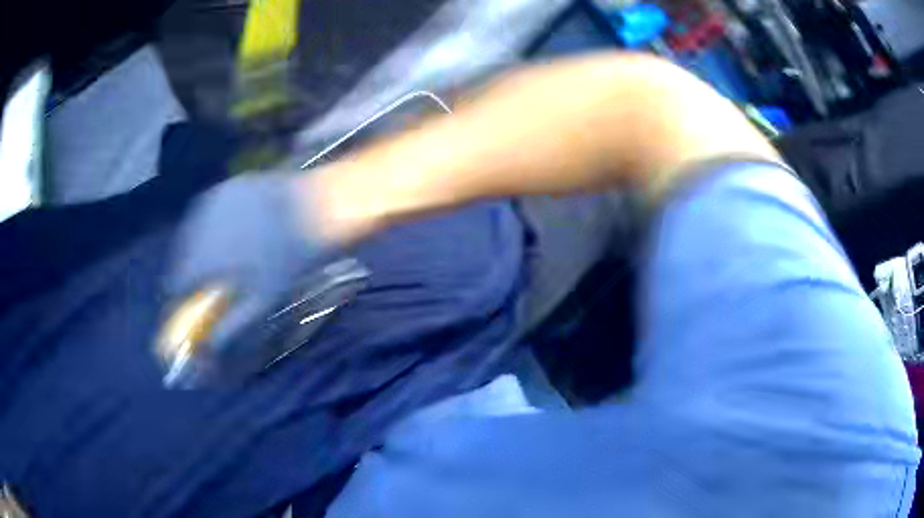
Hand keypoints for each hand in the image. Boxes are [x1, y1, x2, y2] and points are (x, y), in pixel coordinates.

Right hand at [160, 172, 333, 386]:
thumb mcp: (262, 302)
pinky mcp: (228, 185)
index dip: (179, 300)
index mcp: (203, 256)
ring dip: (197, 249)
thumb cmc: (292, 260)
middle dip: (188, 274)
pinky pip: (209, 211)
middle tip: (205, 285)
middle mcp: (199, 225)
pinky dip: (211, 226)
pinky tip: (229, 232)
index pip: (176, 285)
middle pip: (181, 258)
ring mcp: (213, 200)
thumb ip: (230, 327)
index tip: (187, 307)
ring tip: (217, 258)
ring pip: (193, 232)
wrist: (319, 207)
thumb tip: (208, 350)